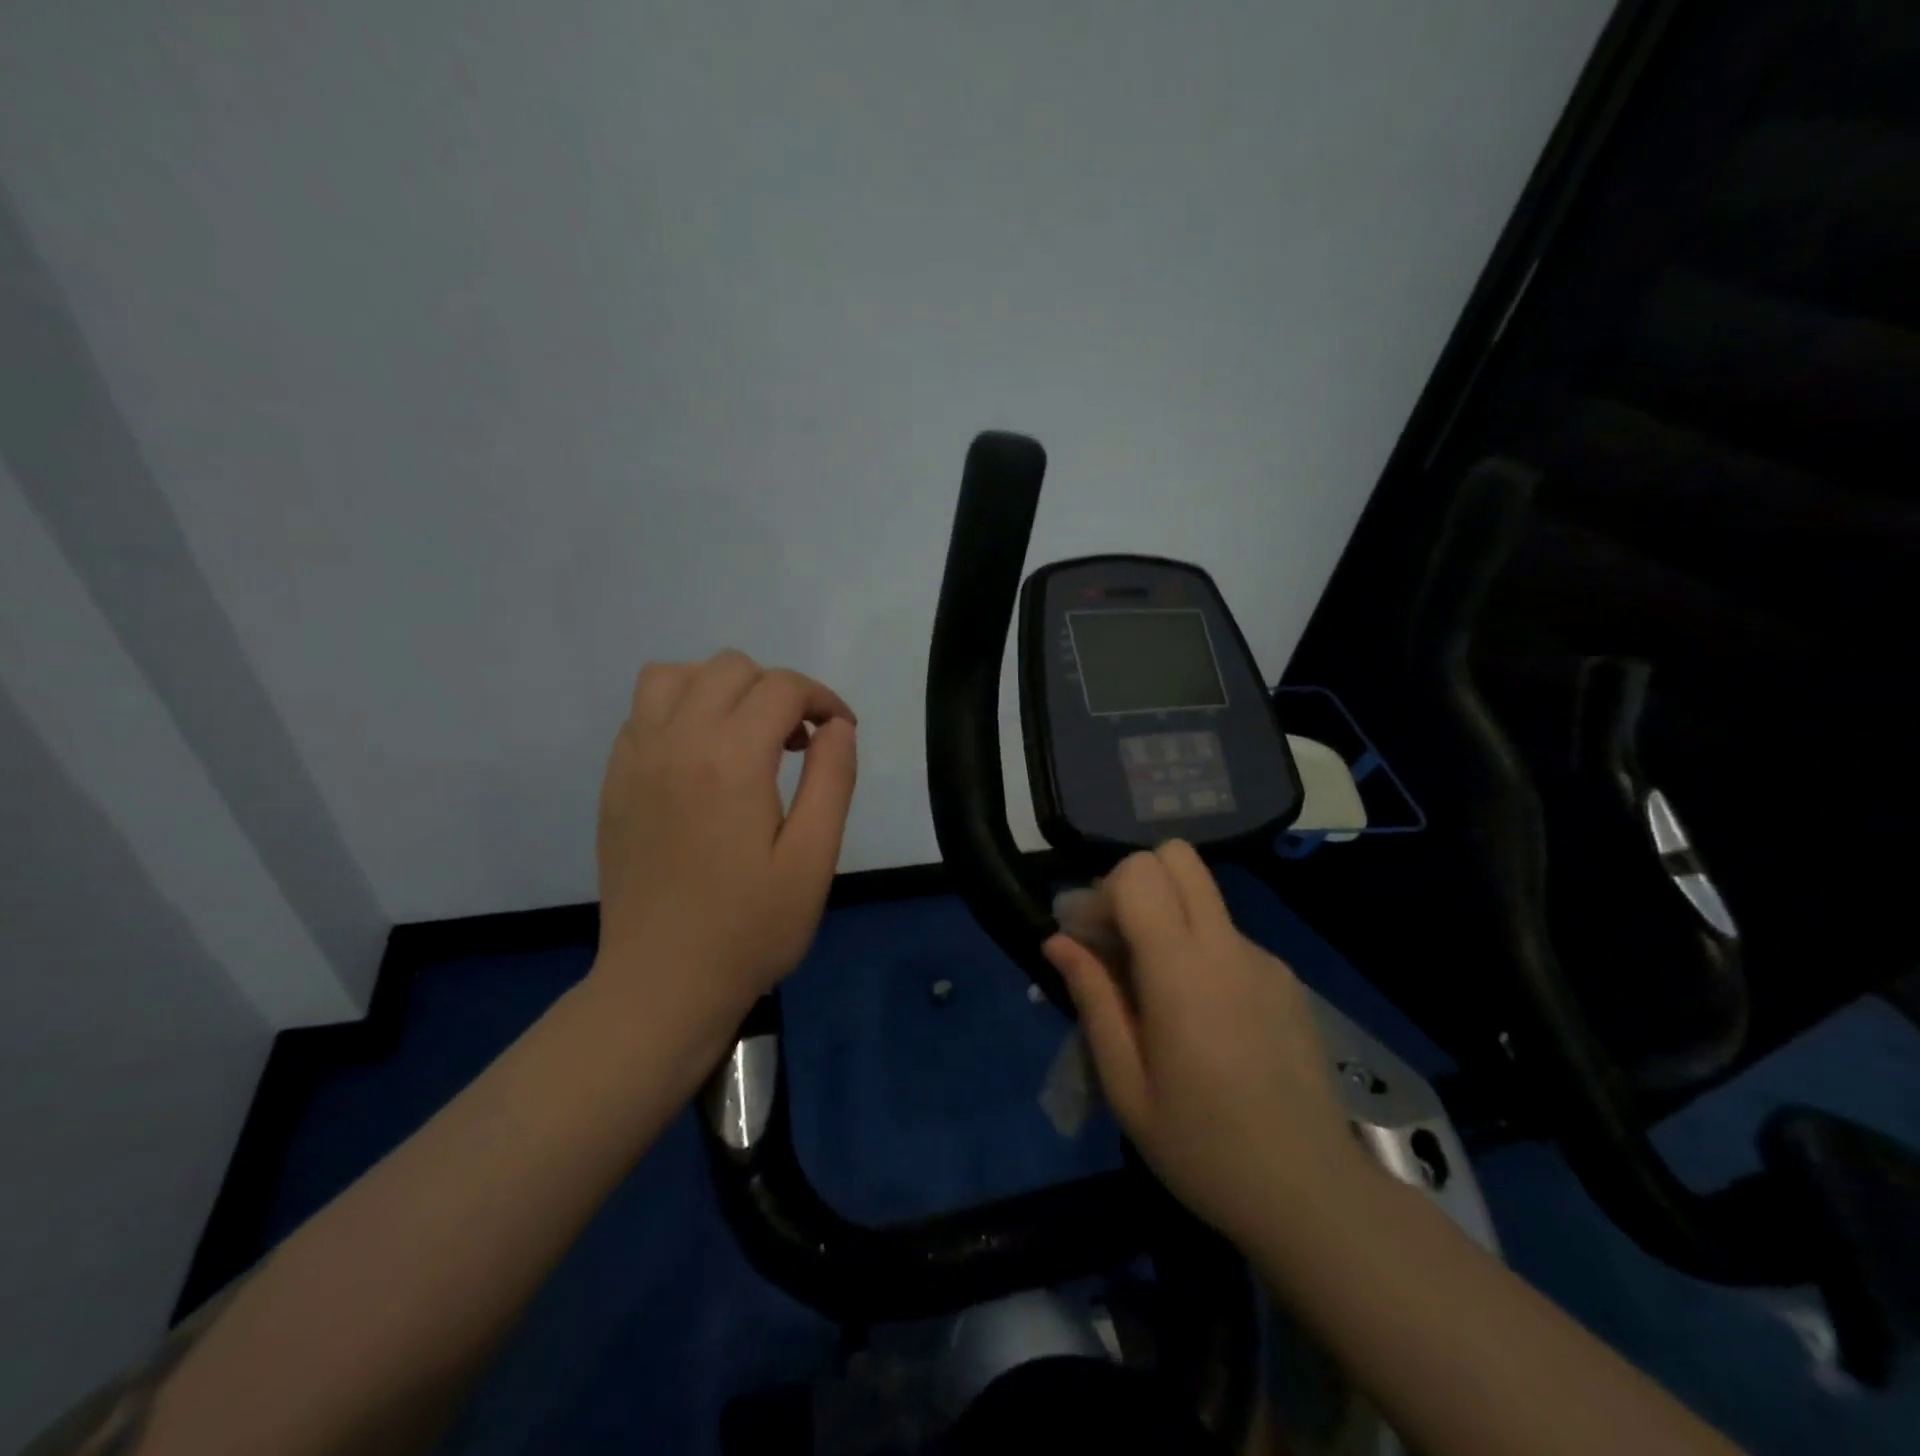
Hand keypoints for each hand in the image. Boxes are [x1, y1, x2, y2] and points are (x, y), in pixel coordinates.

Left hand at [592, 650, 856, 1056]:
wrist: (662, 983)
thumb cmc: (750, 928)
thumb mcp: (814, 859)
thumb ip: (832, 779)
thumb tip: (836, 726)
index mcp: (731, 760)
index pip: (781, 688)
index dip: (822, 698)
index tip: (840, 732)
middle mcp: (676, 742)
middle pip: (730, 668)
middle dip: (777, 690)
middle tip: (798, 743)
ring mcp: (636, 759)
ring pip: (675, 675)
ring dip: (721, 689)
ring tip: (746, 736)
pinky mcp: (615, 781)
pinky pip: (644, 711)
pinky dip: (681, 710)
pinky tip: (703, 758)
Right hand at [1043, 842, 1361, 1246]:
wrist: (1312, 1195)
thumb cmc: (1203, 1148)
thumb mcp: (1126, 1085)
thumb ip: (1093, 999)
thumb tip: (1057, 941)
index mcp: (1183, 971)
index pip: (1140, 873)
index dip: (1102, 892)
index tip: (1087, 940)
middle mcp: (1227, 947)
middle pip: (1178, 858)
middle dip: (1136, 882)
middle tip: (1116, 941)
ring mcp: (1263, 960)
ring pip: (1202, 896)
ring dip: (1165, 917)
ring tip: (1151, 988)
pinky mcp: (1285, 980)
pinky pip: (1227, 936)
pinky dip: (1198, 949)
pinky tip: (1198, 1015)